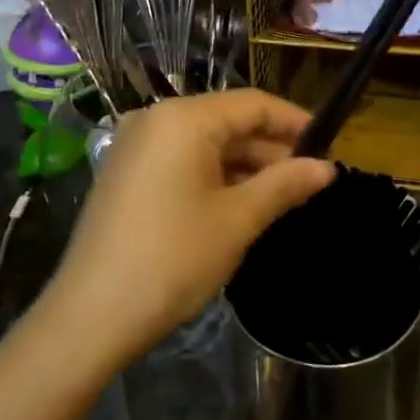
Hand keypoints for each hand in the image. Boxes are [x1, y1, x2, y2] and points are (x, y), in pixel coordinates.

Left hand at [38, 91, 335, 372]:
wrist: (91, 316)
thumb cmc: (173, 258)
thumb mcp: (237, 220)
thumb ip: (285, 185)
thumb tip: (327, 168)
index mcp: (183, 118)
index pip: (252, 104)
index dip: (294, 122)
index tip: (328, 146)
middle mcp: (156, 119)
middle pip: (227, 120)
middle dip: (270, 148)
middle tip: (308, 179)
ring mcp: (135, 146)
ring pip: (204, 142)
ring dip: (244, 164)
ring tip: (281, 195)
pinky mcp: (125, 173)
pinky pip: (181, 159)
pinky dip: (214, 175)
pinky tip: (239, 203)